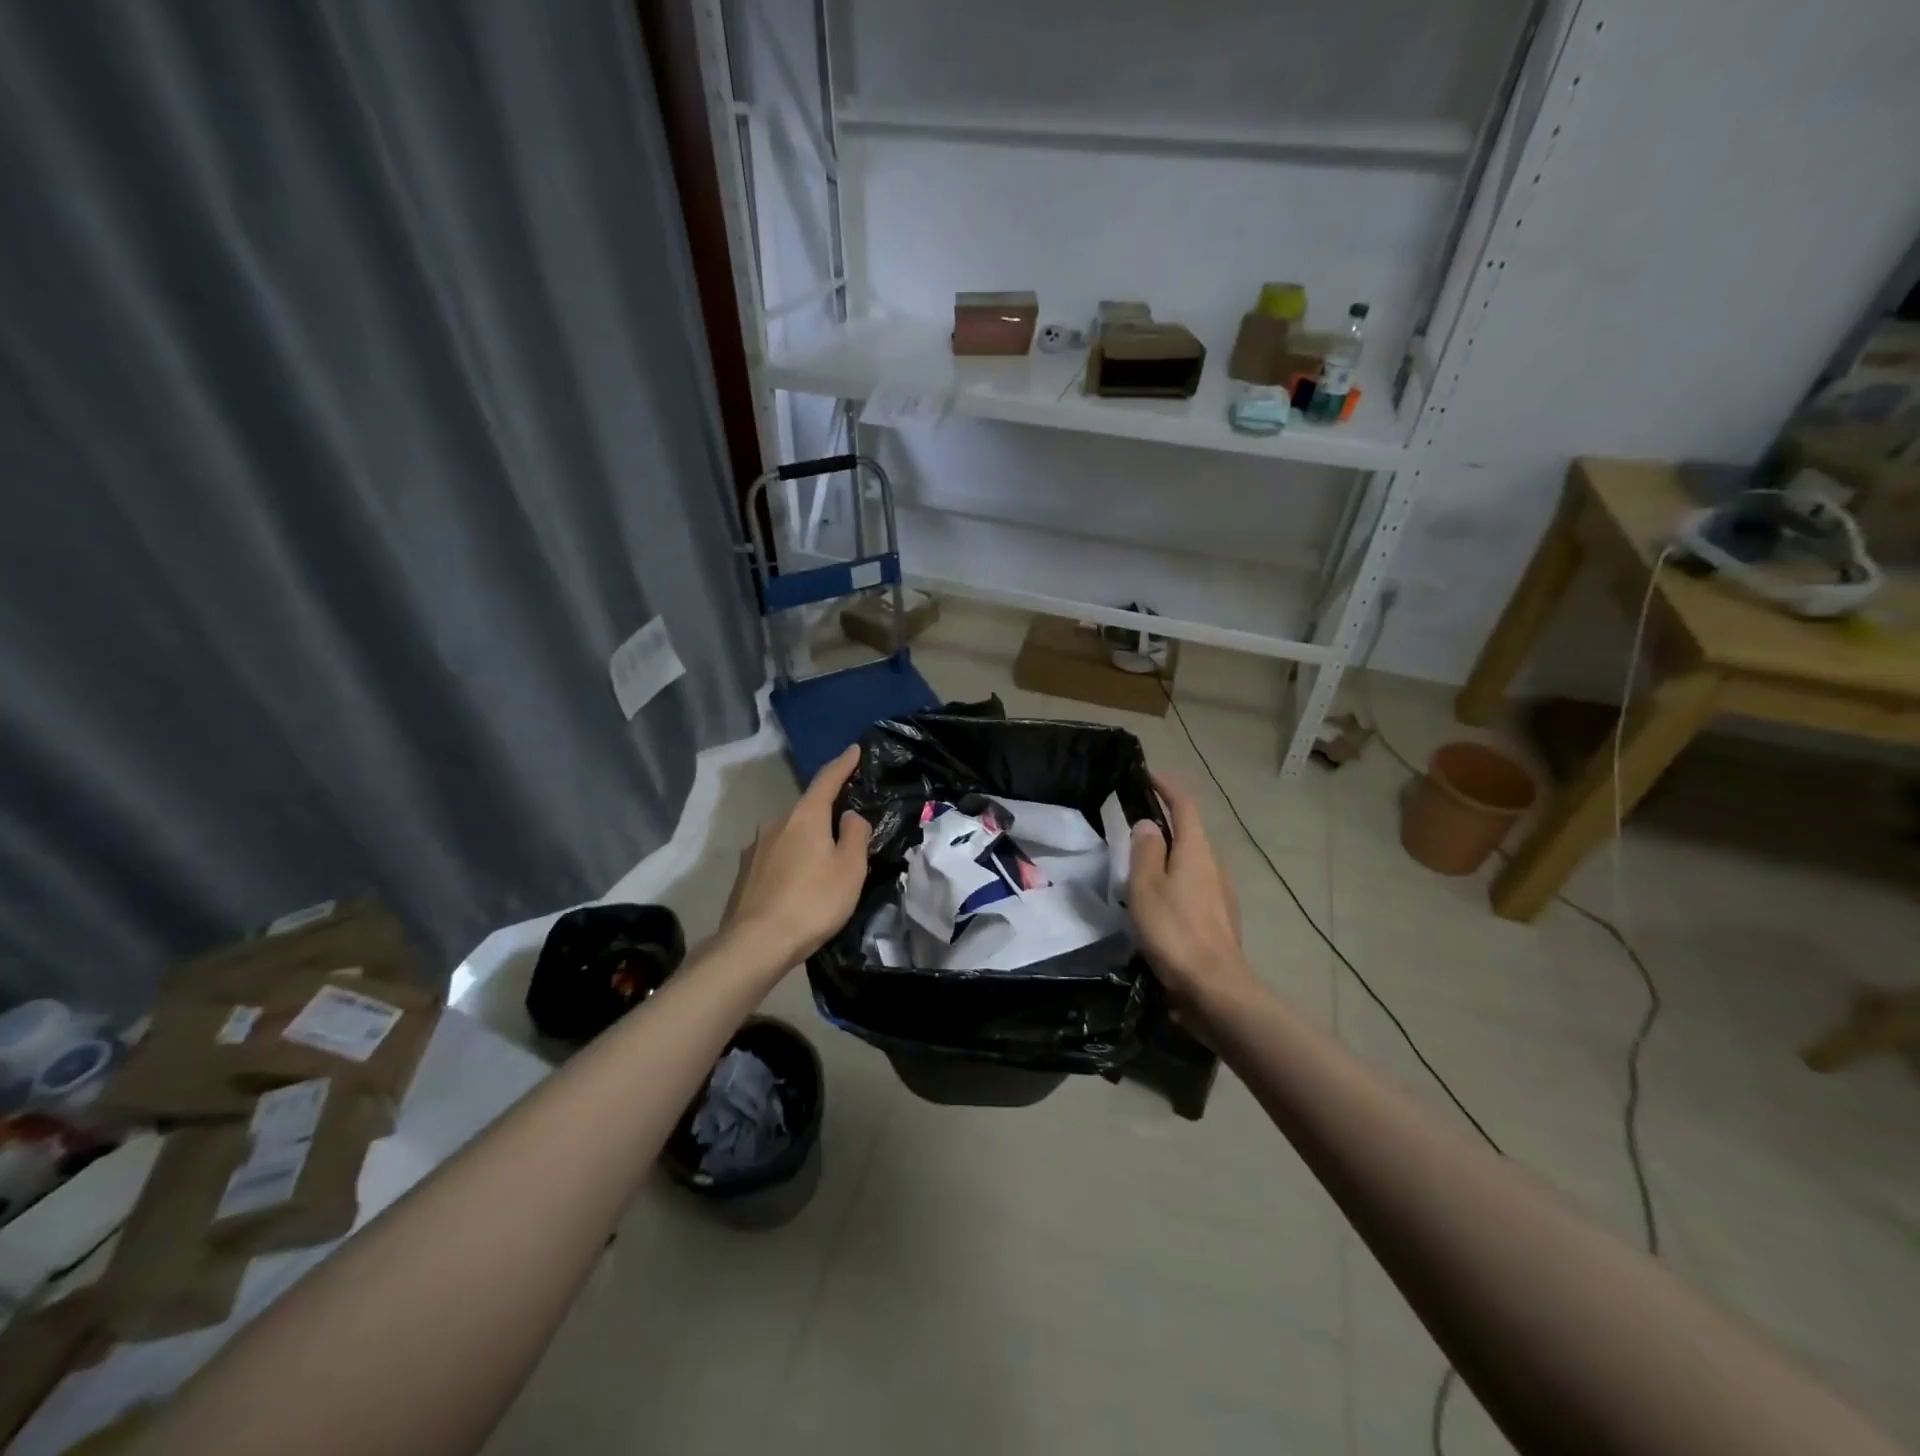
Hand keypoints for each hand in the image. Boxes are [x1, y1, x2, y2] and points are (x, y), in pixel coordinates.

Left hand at [719, 746, 872, 973]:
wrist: (754, 944)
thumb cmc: (812, 902)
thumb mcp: (850, 869)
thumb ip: (855, 835)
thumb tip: (849, 816)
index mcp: (805, 816)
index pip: (827, 779)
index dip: (844, 764)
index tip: (854, 750)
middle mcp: (776, 822)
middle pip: (807, 808)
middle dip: (827, 811)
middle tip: (848, 824)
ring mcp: (756, 847)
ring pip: (790, 832)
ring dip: (808, 838)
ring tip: (824, 859)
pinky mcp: (745, 871)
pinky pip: (777, 854)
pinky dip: (792, 857)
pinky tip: (799, 880)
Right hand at [1128, 772, 1255, 1018]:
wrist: (1216, 989)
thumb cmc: (1175, 932)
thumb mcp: (1146, 887)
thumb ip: (1146, 851)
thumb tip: (1148, 824)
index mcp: (1196, 851)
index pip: (1185, 805)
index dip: (1168, 786)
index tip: (1148, 775)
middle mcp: (1214, 865)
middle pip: (1191, 832)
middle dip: (1166, 821)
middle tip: (1133, 823)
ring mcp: (1221, 893)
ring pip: (1193, 861)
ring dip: (1170, 854)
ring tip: (1140, 862)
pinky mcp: (1220, 918)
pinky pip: (1195, 885)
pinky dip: (1176, 880)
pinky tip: (1159, 900)